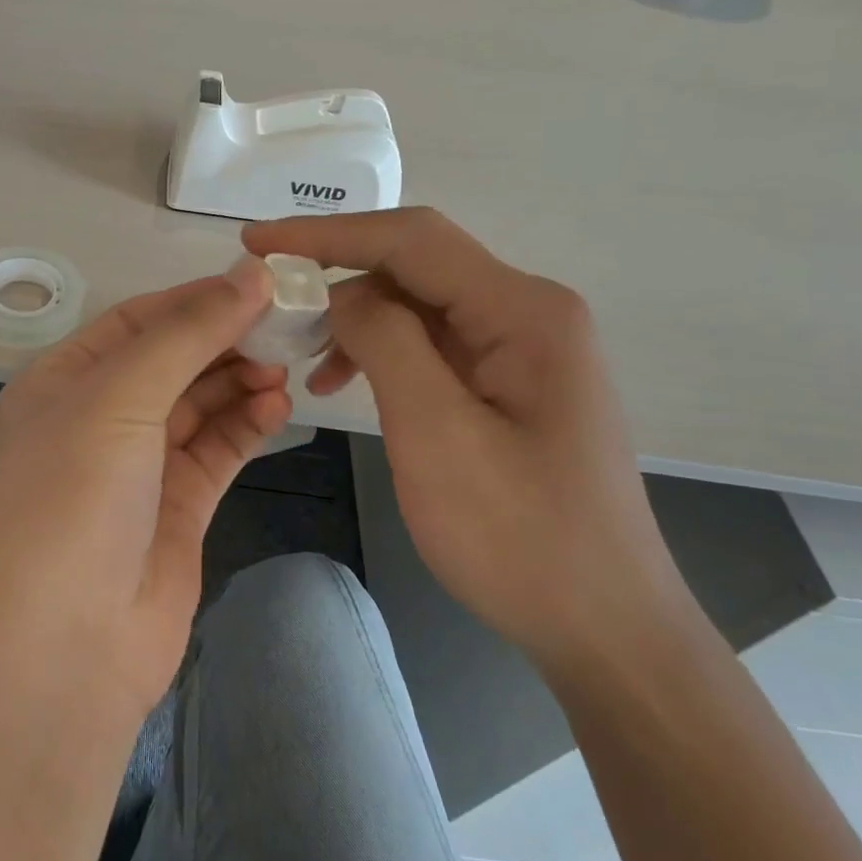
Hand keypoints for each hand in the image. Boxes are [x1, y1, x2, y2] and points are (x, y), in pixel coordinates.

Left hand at [0, 257, 292, 725]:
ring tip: (286, 366)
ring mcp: (137, 467)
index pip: (137, 321)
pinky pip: (215, 451)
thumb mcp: (119, 398)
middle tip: (286, 325)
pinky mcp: (175, 509)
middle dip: (224, 340)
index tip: (258, 284)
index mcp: (63, 381)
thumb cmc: (72, 500)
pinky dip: (245, 425)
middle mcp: (97, 418)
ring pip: (198, 405)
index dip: (195, 299)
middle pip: (171, 360)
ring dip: (239, 381)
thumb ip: (188, 333)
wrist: (62, 653)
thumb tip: (251, 274)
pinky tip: (276, 407)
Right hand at [243, 209, 693, 669]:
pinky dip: (380, 352)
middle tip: (269, 299)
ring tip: (300, 355)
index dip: (327, 233)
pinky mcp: (509, 381)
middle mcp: (528, 312)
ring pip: (418, 304)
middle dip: (336, 274)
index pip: (411, 240)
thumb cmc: (520, 536)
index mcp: (523, 311)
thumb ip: (386, 342)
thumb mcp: (437, 434)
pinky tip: (344, 383)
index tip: (257, 242)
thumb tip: (340, 294)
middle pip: (414, 265)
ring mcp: (521, 347)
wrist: (604, 627)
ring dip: (354, 319)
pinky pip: (431, 343)